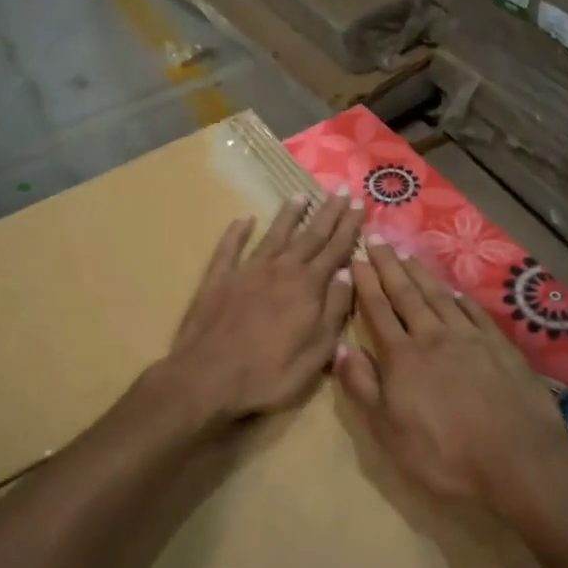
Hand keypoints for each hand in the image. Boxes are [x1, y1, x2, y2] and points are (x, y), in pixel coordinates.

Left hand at [158, 193, 364, 424]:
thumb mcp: (316, 353)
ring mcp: (247, 271)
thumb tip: (347, 274)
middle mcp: (280, 270)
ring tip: (301, 194)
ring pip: (273, 235)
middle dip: (328, 213)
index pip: (335, 249)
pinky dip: (237, 231)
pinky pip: (230, 248)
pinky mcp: (218, 279)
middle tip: (341, 190)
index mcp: (307, 288)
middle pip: (309, 236)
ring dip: (288, 214)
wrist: (207, 378)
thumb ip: (334, 311)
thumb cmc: (268, 374)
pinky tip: (244, 218)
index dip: (349, 227)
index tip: (361, 203)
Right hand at [335, 240, 567, 513]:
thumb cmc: (444, 454)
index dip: (366, 283)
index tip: (357, 257)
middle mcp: (434, 337)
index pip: (378, 310)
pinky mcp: (500, 347)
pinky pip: (474, 312)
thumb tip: (341, 348)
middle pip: (407, 294)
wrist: (517, 459)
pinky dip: (459, 297)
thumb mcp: (388, 431)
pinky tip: (454, 289)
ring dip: (421, 274)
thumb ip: (362, 387)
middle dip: (389, 265)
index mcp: (402, 357)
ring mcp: (470, 338)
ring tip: (407, 254)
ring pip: (439, 296)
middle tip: (378, 238)